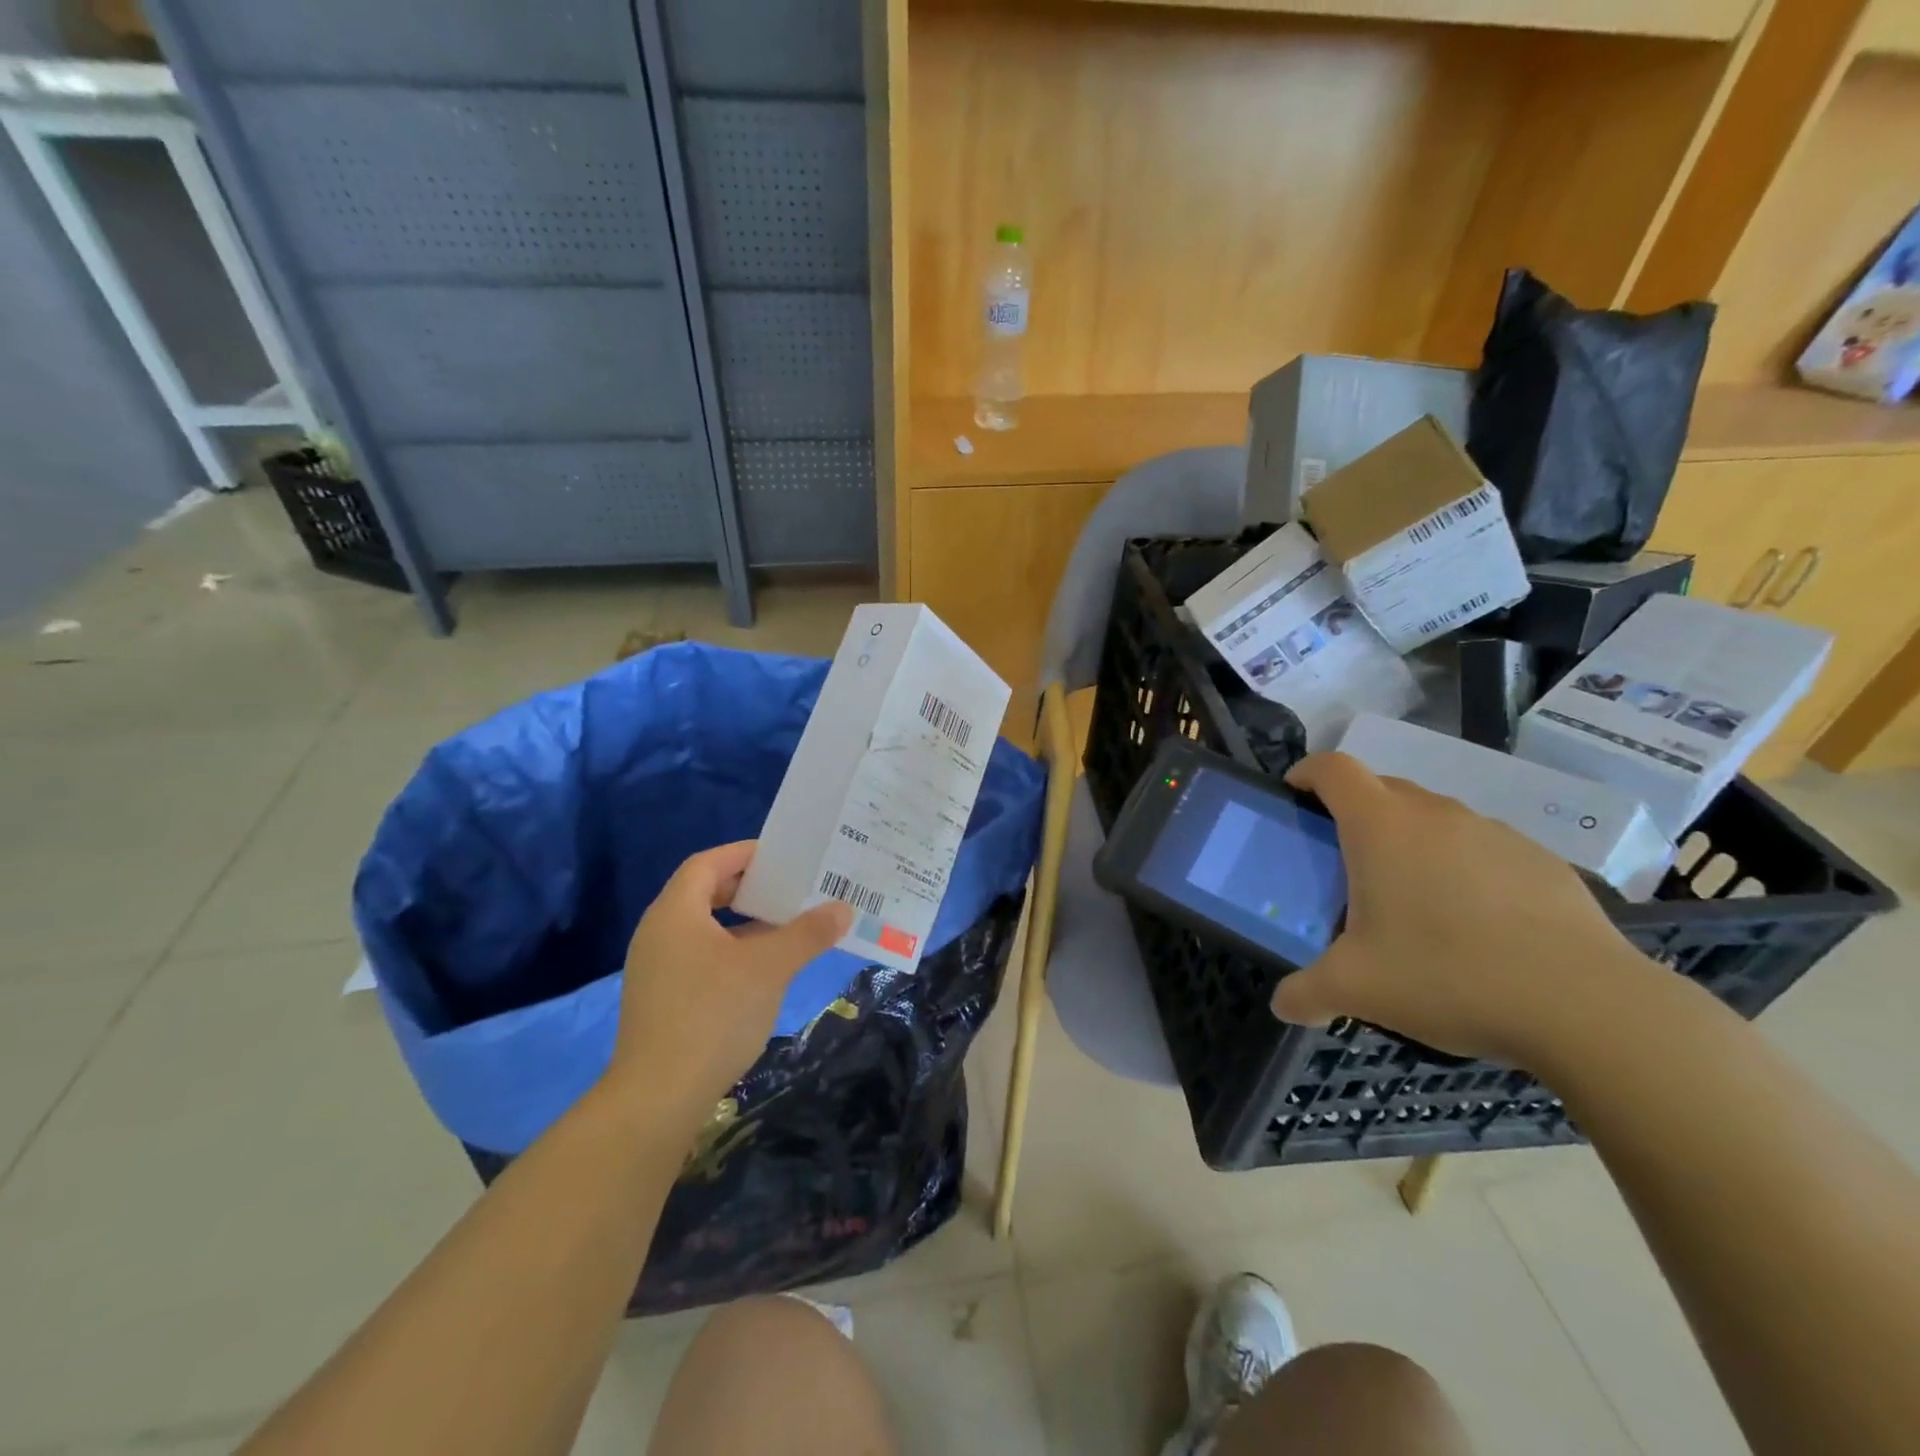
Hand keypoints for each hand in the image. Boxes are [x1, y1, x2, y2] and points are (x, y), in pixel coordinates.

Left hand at [607, 841, 850, 1124]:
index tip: (783, 857)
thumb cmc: (713, 1015)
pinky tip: (763, 971)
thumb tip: (843, 908)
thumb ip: (807, 933)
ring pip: (706, 930)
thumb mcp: (769, 967)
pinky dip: (733, 952)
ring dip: (745, 924)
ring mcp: (657, 969)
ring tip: (787, 926)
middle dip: (750, 888)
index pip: (707, 863)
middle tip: (791, 888)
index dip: (745, 854)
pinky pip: (701, 958)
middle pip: (705, 893)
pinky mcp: (662, 1000)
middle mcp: (659, 933)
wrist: (658, 1098)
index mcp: (675, 913)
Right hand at [1271, 752, 1660, 1066]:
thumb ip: (1307, 992)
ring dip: (1412, 841)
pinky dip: (1463, 867)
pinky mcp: (1541, 860)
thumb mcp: (1357, 990)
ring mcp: (1494, 832)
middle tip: (1347, 862)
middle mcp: (1435, 814)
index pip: (1334, 769)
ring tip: (1413, 899)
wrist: (1586, 1006)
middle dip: (1356, 812)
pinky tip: (1476, 923)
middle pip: (1383, 788)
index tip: (1295, 792)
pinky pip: (1483, 848)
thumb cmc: (1447, 975)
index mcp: (1381, 827)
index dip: (1308, 772)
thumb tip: (1283, 1005)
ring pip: (1435, 818)